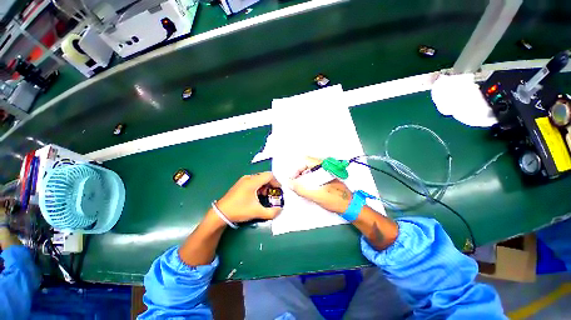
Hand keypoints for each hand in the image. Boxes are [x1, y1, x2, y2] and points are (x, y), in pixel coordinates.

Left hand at [216, 172, 282, 222]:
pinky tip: (257, 196)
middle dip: (271, 184)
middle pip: (264, 176)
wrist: (221, 213)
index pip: (269, 175)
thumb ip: (271, 212)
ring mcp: (243, 180)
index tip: (279, 190)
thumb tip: (280, 210)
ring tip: (265, 196)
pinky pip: (253, 181)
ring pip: (259, 179)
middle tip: (272, 194)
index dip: (276, 182)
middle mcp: (248, 178)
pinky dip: (259, 187)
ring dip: (265, 186)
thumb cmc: (239, 210)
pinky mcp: (240, 184)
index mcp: (252, 182)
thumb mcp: (257, 212)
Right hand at [289, 157, 352, 213]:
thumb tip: (289, 183)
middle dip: (299, 175)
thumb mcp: (316, 195)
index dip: (297, 170)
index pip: (305, 161)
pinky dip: (308, 181)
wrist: (349, 206)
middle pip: (306, 166)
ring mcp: (326, 172)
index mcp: (323, 167)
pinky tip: (308, 190)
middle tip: (296, 185)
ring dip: (303, 179)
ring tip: (301, 189)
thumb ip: (301, 189)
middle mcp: (324, 167)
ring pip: (310, 171)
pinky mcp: (326, 178)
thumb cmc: (335, 199)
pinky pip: (314, 176)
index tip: (293, 180)